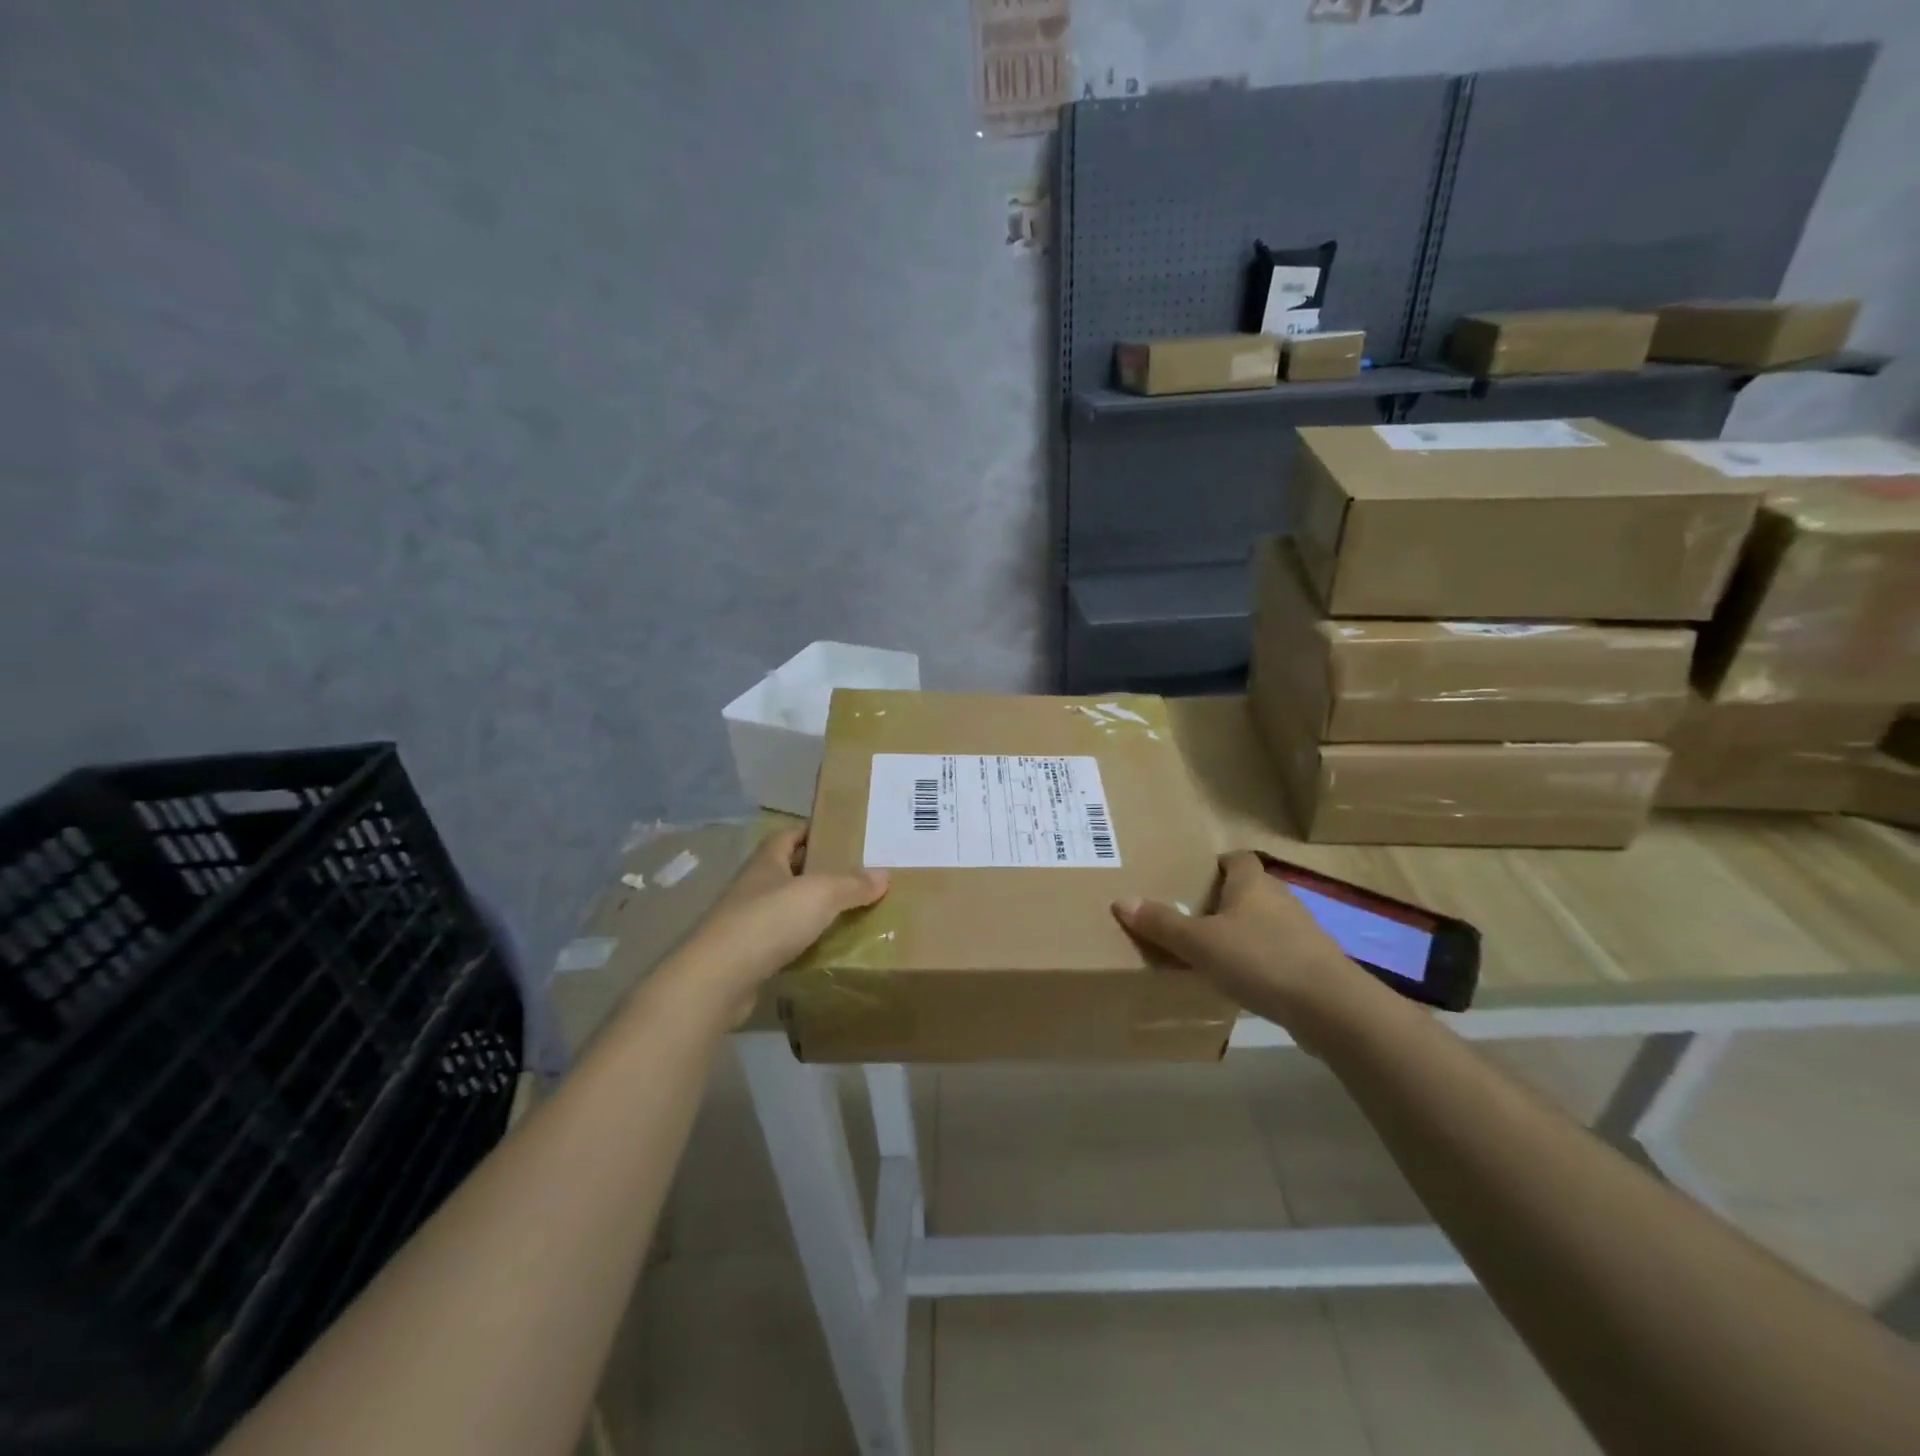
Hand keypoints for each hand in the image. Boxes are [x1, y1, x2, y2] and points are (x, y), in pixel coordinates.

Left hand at [659, 829, 887, 1023]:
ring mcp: (745, 922)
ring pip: (784, 908)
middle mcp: (752, 886)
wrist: (717, 980)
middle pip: (788, 871)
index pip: (789, 836)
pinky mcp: (745, 956)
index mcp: (766, 861)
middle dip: (817, 872)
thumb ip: (852, 884)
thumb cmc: (768, 921)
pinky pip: (780, 941)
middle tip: (855, 879)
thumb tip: (883, 875)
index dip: (813, 833)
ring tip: (846, 915)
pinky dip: (800, 943)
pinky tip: (822, 950)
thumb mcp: (819, 894)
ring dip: (809, 910)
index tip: (842, 838)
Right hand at [1112, 851, 1369, 1039]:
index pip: (1237, 859)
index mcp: (1253, 884)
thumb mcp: (1199, 943)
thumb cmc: (1260, 959)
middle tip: (1192, 915)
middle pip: (1250, 890)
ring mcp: (1302, 932)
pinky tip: (1243, 981)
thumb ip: (1162, 924)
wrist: (1330, 1007)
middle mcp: (1280, 899)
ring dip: (1243, 932)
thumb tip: (1122, 901)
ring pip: (1265, 922)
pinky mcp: (1314, 964)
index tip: (1194, 876)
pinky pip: (1279, 952)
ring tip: (1213, 951)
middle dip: (1224, 900)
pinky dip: (1261, 960)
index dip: (1217, 864)